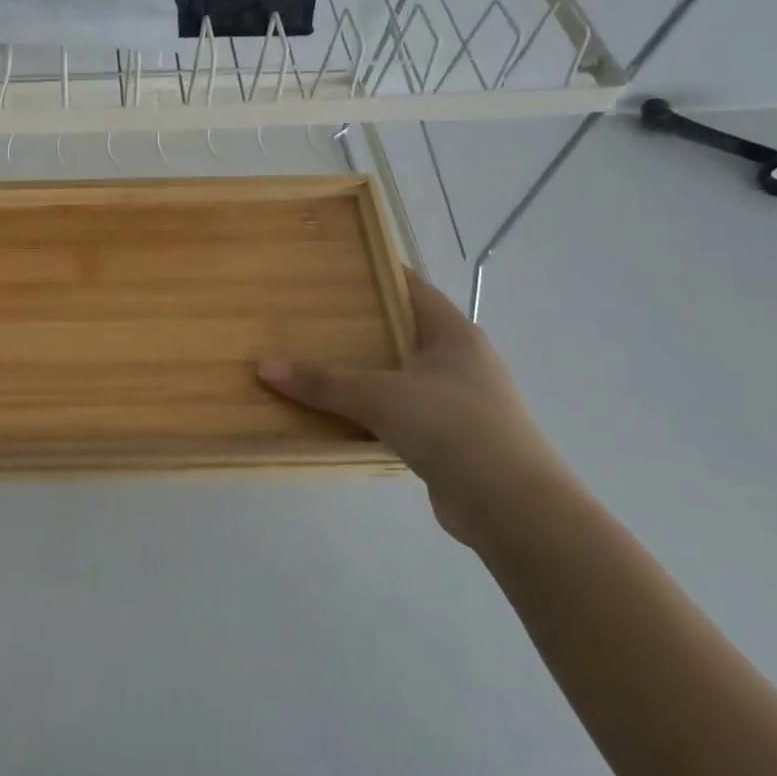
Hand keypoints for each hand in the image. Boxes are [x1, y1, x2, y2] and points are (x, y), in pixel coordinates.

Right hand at [257, 269, 569, 545]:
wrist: (513, 508)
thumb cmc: (452, 427)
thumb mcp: (380, 396)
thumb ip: (323, 382)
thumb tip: (264, 367)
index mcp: (453, 333)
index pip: (410, 287)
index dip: (374, 273)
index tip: (332, 268)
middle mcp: (459, 360)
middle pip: (401, 330)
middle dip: (359, 325)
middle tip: (309, 315)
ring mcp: (458, 400)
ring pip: (400, 374)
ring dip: (364, 371)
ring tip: (315, 360)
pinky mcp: (451, 438)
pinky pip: (401, 411)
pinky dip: (372, 409)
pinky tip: (338, 412)